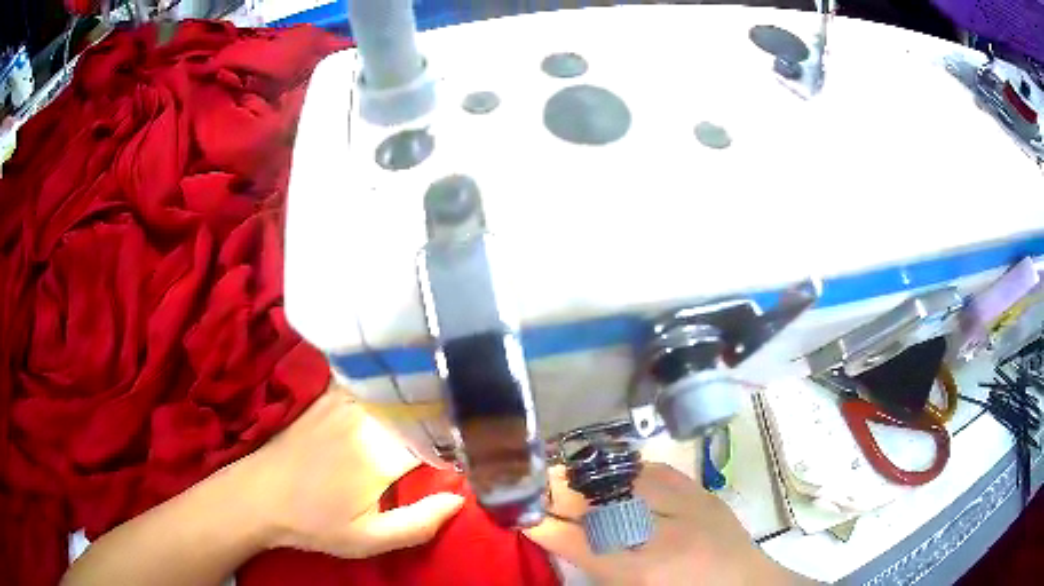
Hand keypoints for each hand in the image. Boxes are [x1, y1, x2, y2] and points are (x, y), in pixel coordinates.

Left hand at [234, 386, 464, 558]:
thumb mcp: (367, 539)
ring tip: (443, 405)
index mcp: (380, 454)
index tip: (477, 447)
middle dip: (446, 414)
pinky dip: (393, 387)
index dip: (461, 440)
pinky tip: (403, 395)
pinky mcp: (329, 394)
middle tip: (469, 423)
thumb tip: (459, 499)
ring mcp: (344, 400)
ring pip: (398, 389)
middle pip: (421, 405)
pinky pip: (373, 384)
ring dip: (422, 397)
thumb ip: (418, 524)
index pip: (438, 436)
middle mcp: (366, 417)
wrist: (259, 494)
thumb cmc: (314, 522)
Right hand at [525, 463, 808, 585]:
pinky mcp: (705, 493)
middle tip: (535, 485)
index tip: (519, 512)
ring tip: (564, 474)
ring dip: (591, 476)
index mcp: (647, 571)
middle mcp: (669, 532)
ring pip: (627, 478)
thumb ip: (600, 566)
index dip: (544, 524)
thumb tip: (561, 537)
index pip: (580, 541)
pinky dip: (628, 471)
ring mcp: (692, 506)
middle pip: (602, 501)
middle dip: (562, 490)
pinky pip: (657, 471)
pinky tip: (612, 473)